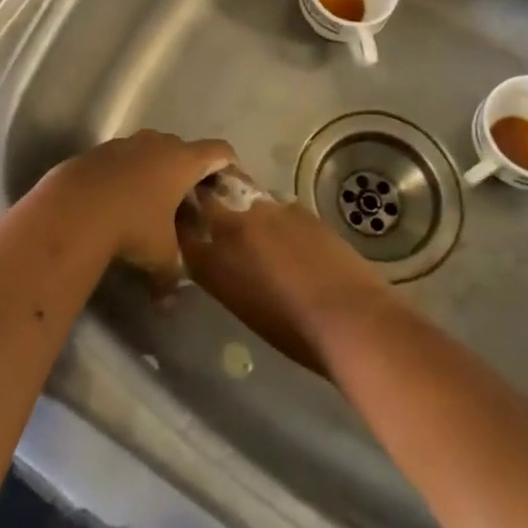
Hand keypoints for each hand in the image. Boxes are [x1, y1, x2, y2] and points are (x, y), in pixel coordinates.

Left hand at [38, 131, 235, 281]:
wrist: (74, 208)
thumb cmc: (132, 226)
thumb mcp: (159, 257)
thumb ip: (170, 277)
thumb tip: (168, 304)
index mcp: (183, 161)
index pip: (219, 151)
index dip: (227, 164)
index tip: (225, 183)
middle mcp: (158, 143)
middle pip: (184, 148)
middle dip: (187, 171)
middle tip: (185, 201)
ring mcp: (127, 143)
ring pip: (151, 149)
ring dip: (155, 169)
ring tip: (150, 201)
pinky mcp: (100, 149)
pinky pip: (123, 157)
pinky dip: (127, 172)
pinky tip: (118, 199)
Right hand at [177, 176, 396, 375]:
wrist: (348, 317)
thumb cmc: (293, 332)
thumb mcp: (242, 306)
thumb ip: (224, 273)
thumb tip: (222, 257)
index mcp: (211, 260)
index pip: (181, 227)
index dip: (180, 220)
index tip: (181, 219)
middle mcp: (230, 226)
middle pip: (207, 197)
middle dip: (204, 196)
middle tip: (209, 205)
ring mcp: (264, 210)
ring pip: (242, 195)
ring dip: (241, 204)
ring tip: (255, 223)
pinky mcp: (295, 206)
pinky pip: (275, 205)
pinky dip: (275, 215)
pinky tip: (290, 235)